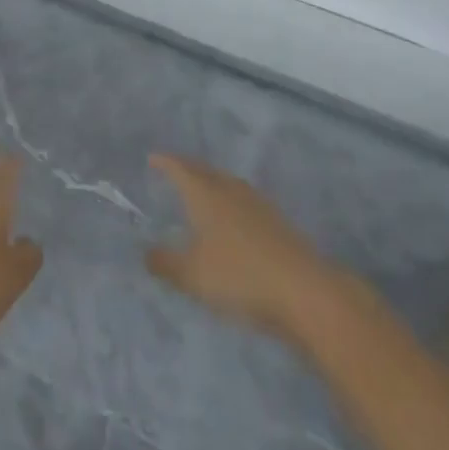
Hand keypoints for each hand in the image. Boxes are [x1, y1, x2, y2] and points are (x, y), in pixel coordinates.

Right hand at [145, 153, 333, 338]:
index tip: (153, 158)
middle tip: (175, 170)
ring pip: (227, 184)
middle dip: (188, 169)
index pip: (180, 168)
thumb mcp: (193, 276)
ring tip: (202, 193)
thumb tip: (145, 252)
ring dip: (212, 185)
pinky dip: (231, 204)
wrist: (303, 291)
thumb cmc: (239, 276)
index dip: (165, 162)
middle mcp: (230, 189)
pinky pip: (244, 202)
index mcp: (205, 193)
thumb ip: (166, 263)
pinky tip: (233, 221)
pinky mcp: (277, 222)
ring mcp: (257, 203)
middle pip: (205, 171)